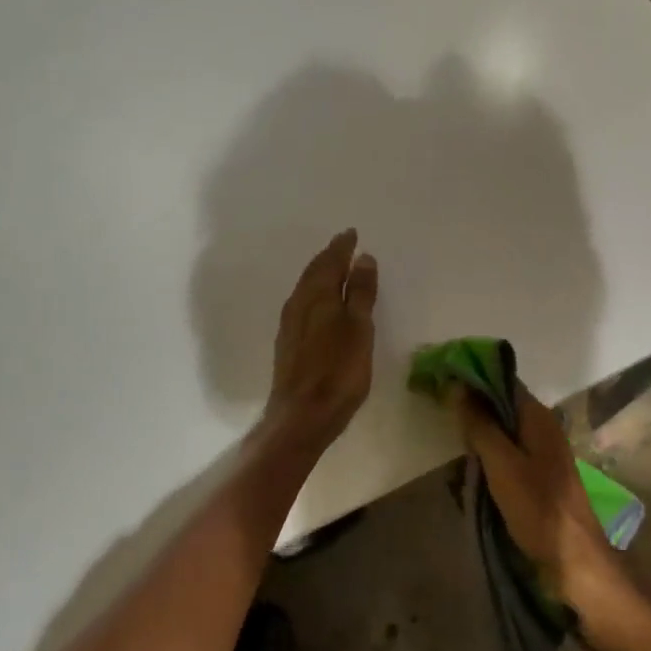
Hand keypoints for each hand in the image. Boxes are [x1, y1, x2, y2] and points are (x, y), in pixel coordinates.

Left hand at [262, 229, 378, 450]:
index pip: (330, 261)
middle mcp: (298, 303)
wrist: (301, 416)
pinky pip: (303, 303)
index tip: (352, 234)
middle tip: (344, 245)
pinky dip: (315, 292)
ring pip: (306, 287)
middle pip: (314, 271)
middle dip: (330, 256)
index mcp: (317, 295)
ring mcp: (290, 324)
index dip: (341, 246)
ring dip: (321, 274)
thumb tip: (362, 257)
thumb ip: (359, 292)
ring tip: (336, 268)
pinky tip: (321, 302)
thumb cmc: (338, 370)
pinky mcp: (288, 343)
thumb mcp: (358, 328)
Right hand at [455, 384, 633, 634]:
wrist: (577, 564)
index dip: (473, 377)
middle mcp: (542, 428)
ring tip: (451, 450)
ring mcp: (542, 454)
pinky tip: (470, 475)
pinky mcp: (539, 479)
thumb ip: (480, 425)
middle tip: (440, 417)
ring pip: (502, 433)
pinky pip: (507, 457)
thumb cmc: (539, 509)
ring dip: (478, 439)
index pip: (502, 380)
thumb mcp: (502, 464)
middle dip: (472, 410)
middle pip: (501, 406)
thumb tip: (458, 386)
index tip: (442, 380)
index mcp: (537, 417)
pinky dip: (488, 460)